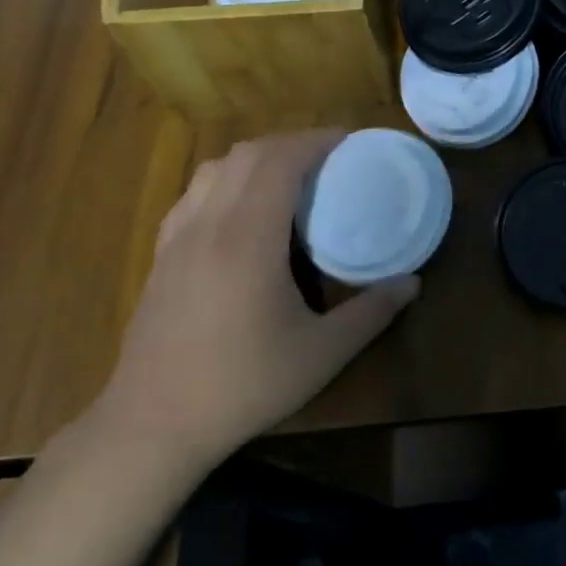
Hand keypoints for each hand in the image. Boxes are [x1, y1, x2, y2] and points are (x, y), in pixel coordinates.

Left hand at [97, 130, 418, 476]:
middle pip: (246, 154)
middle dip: (290, 143)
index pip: (279, 161)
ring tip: (288, 176)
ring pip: (213, 169)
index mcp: (248, 239)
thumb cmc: (243, 385)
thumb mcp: (322, 354)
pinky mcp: (160, 257)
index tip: (348, 140)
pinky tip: (241, 212)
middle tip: (328, 157)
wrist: (152, 425)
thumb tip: (413, 283)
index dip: (315, 140)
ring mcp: (177, 239)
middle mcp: (208, 225)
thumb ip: (372, 313)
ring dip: (255, 158)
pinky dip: (225, 181)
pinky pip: (194, 194)